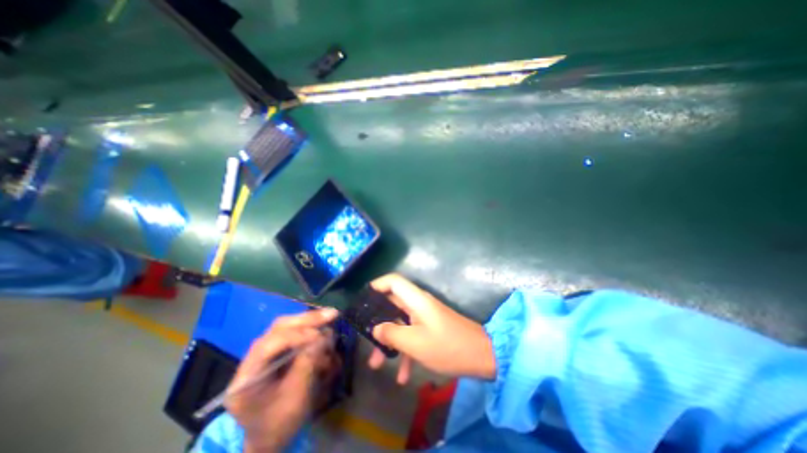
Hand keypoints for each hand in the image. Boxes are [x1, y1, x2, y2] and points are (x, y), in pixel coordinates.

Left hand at [225, 309, 338, 451]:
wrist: (271, 438)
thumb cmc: (281, 423)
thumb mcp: (296, 398)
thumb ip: (308, 364)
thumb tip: (324, 335)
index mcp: (247, 377)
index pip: (270, 345)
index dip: (297, 336)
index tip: (321, 335)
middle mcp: (252, 358)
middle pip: (279, 328)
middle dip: (307, 320)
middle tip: (331, 314)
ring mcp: (263, 353)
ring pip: (286, 326)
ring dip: (310, 323)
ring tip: (330, 318)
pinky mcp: (275, 351)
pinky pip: (292, 333)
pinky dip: (309, 329)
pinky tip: (322, 329)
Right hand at [369, 274, 495, 383]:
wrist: (482, 356)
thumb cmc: (447, 346)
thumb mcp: (415, 343)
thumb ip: (392, 333)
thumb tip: (376, 328)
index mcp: (416, 300)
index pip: (393, 281)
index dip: (377, 285)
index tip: (363, 299)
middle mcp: (419, 304)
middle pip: (392, 305)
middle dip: (378, 323)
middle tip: (365, 339)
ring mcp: (425, 317)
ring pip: (401, 324)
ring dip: (389, 342)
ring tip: (377, 365)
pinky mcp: (430, 329)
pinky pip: (413, 336)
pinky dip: (405, 352)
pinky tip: (402, 377)